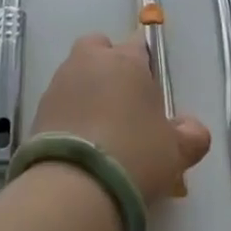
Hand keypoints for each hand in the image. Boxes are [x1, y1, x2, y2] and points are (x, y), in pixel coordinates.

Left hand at [33, 33, 211, 201]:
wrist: (74, 185)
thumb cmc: (135, 155)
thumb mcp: (176, 151)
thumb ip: (191, 135)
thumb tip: (192, 128)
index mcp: (126, 60)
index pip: (139, 44)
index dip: (146, 64)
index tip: (151, 91)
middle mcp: (90, 61)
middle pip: (99, 48)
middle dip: (109, 66)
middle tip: (123, 103)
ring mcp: (60, 83)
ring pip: (76, 73)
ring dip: (87, 91)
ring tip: (101, 130)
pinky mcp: (38, 109)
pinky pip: (60, 102)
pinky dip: (69, 114)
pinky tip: (80, 144)